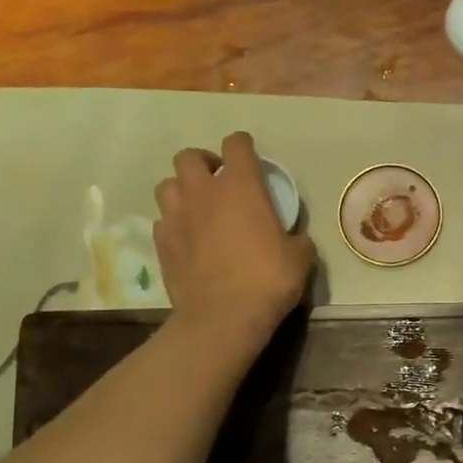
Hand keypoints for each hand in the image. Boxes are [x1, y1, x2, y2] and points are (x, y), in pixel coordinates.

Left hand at [153, 132, 314, 354]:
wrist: (223, 317)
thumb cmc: (268, 279)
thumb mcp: (300, 257)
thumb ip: (296, 238)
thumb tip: (294, 239)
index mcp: (241, 187)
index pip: (236, 145)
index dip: (242, 145)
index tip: (249, 155)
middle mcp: (204, 193)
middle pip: (189, 157)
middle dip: (203, 163)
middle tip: (218, 181)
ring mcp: (177, 217)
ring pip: (167, 185)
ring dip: (182, 190)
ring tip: (197, 207)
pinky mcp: (162, 244)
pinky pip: (162, 221)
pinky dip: (174, 223)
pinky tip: (187, 238)